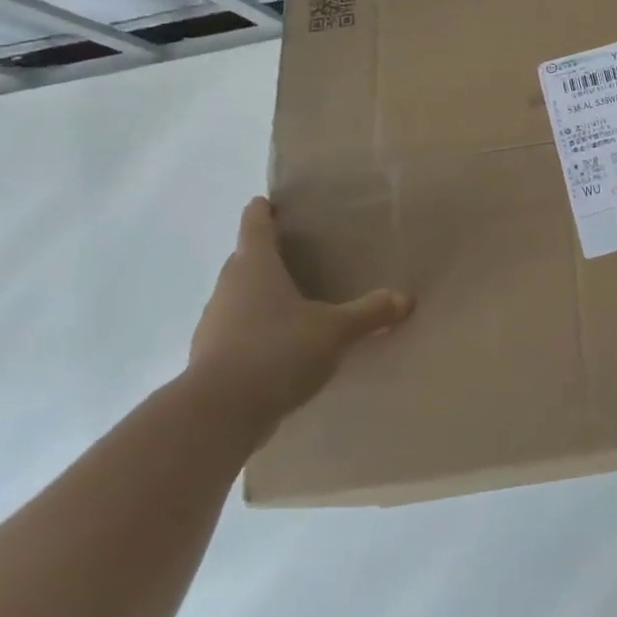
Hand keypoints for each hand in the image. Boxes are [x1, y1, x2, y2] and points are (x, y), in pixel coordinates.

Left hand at [187, 196, 410, 434]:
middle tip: (296, 252)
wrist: (219, 414)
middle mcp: (229, 288)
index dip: (262, 211)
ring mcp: (214, 324)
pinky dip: (256, 330)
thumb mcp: (335, 330)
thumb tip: (405, 298)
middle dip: (265, 254)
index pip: (255, 226)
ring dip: (260, 296)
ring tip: (294, 301)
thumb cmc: (277, 350)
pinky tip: (282, 346)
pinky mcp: (212, 358)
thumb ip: (369, 313)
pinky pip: (238, 332)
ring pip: (240, 298)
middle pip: (244, 260)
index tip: (268, 201)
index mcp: (254, 267)